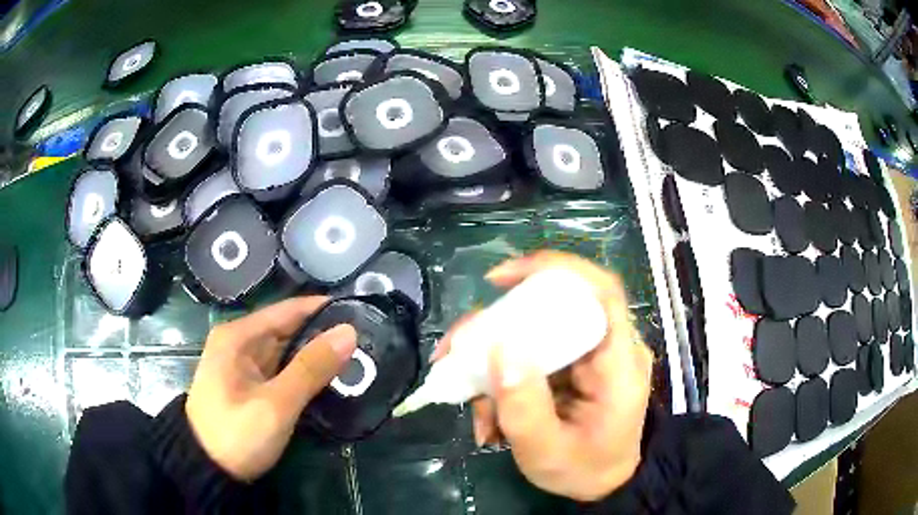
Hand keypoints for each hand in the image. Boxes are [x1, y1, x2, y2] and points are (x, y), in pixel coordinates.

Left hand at [186, 297, 356, 480]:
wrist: (207, 469)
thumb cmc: (236, 433)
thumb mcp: (275, 404)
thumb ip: (311, 368)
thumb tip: (349, 331)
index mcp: (239, 336)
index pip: (288, 310)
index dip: (324, 309)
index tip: (362, 313)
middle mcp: (240, 343)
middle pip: (288, 330)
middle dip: (324, 336)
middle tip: (368, 343)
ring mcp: (243, 366)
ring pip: (287, 352)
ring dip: (316, 357)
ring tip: (359, 359)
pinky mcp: (249, 386)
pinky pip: (282, 371)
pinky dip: (304, 374)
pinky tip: (330, 380)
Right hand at [433, 251, 653, 501]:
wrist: (604, 484)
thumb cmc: (584, 470)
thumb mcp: (548, 452)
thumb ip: (524, 408)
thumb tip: (499, 349)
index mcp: (619, 363)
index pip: (600, 291)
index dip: (554, 270)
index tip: (500, 279)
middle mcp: (606, 348)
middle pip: (555, 308)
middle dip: (499, 324)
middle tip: (458, 348)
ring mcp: (587, 357)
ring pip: (535, 334)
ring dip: (493, 359)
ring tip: (469, 397)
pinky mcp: (571, 368)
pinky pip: (530, 357)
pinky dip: (502, 378)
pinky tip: (488, 412)